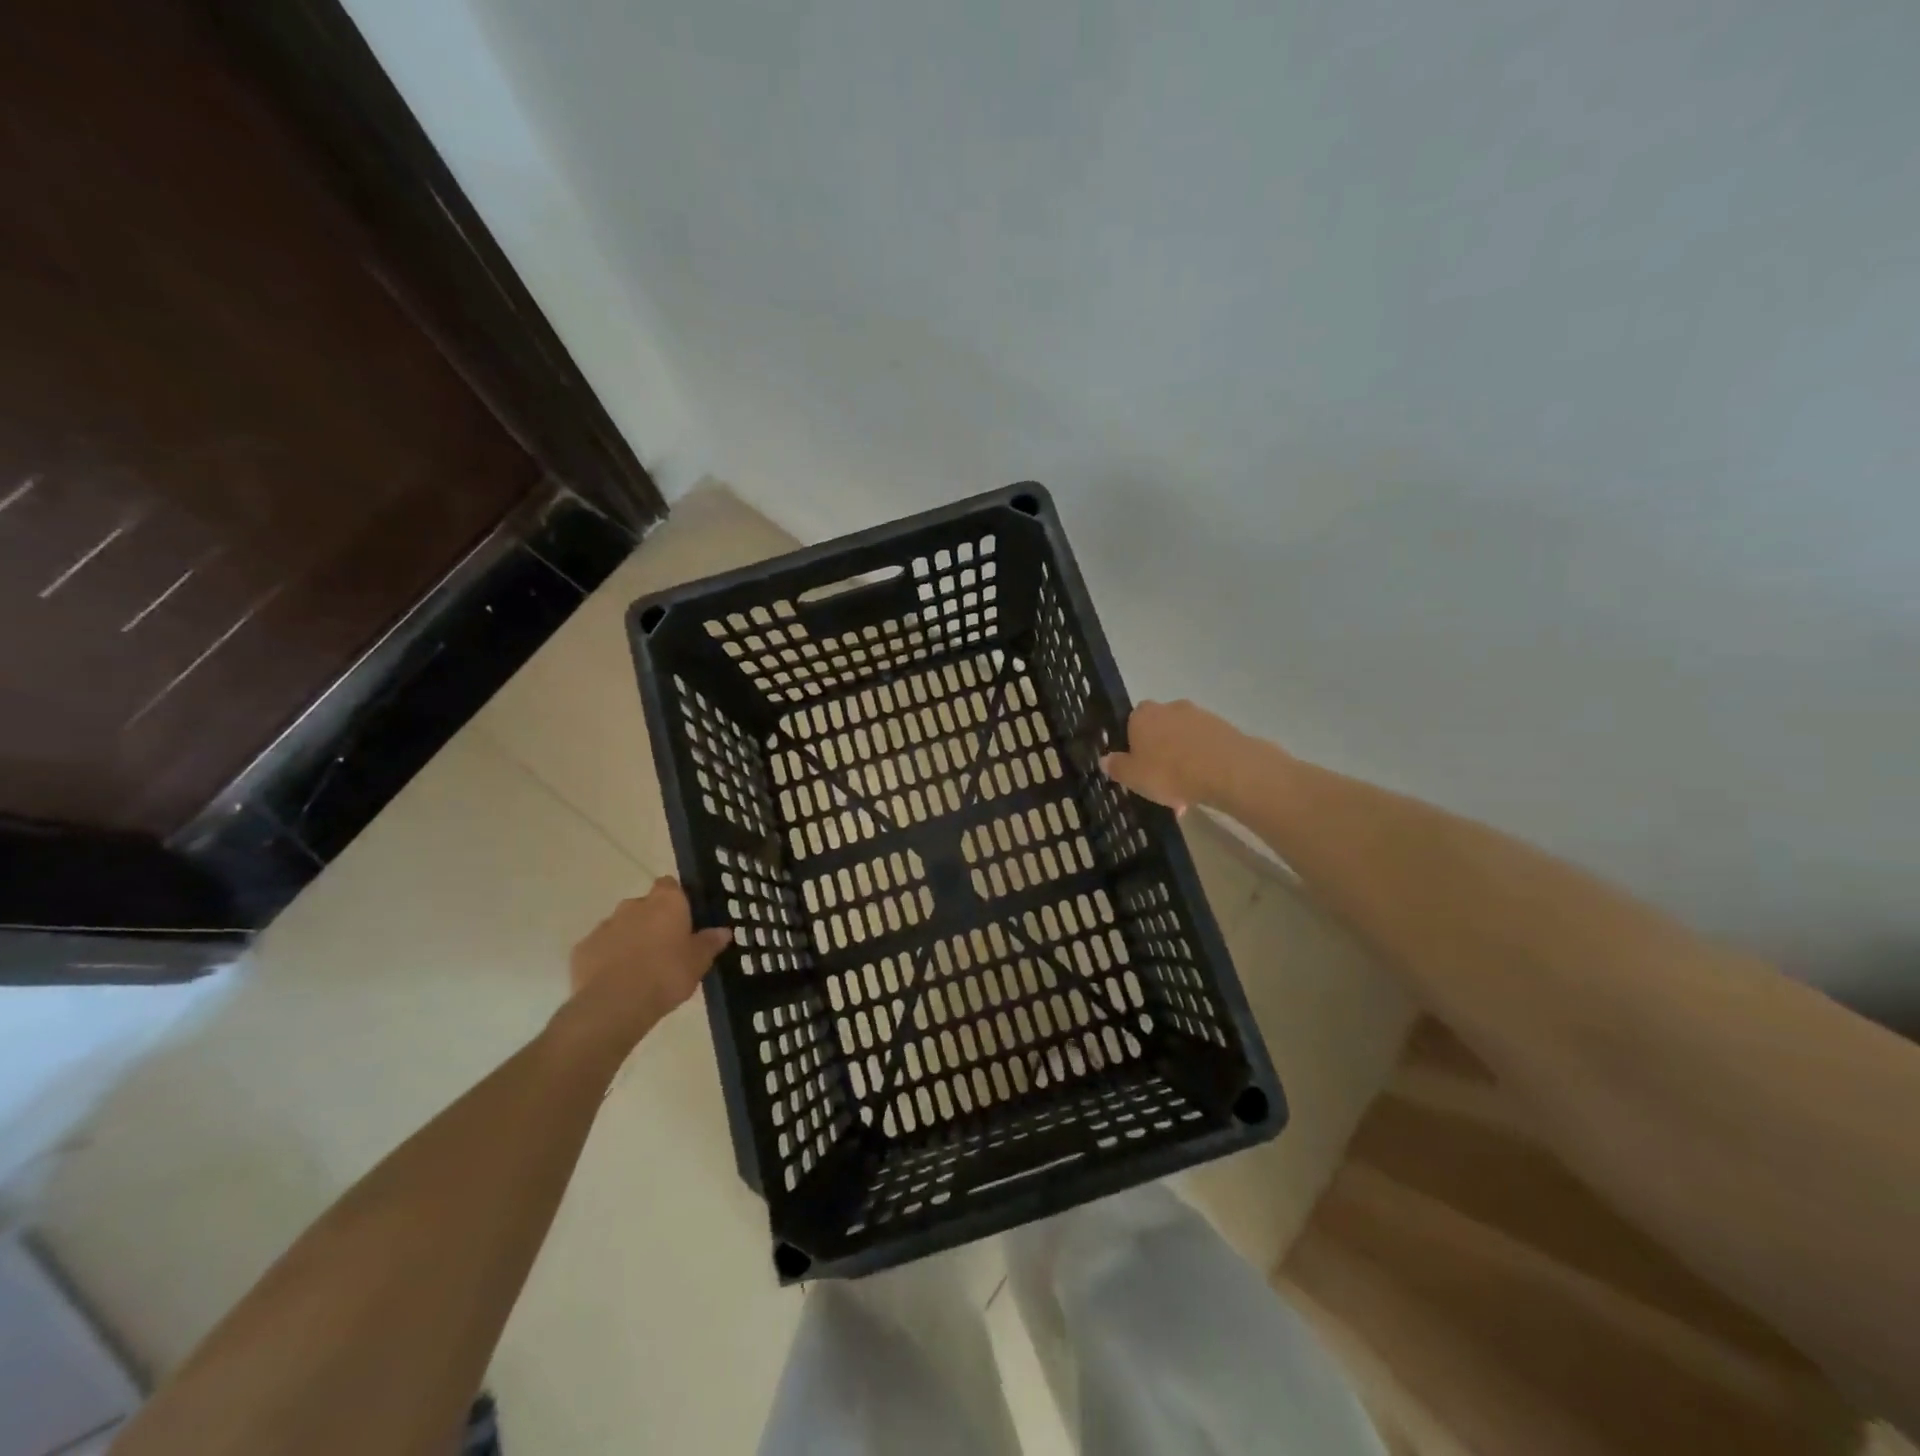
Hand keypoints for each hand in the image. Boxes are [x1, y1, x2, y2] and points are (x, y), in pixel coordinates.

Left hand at [555, 877, 731, 1057]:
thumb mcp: (698, 962)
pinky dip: (607, 958)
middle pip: (644, 905)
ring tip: (640, 968)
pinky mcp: (582, 949)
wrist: (616, 1004)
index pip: (670, 885)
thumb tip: (724, 931)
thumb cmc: (667, 975)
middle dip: (652, 921)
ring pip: (621, 926)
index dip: (676, 899)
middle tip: (665, 947)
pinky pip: (600, 948)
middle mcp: (634, 905)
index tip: (682, 918)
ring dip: (629, 939)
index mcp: (666, 902)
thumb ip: (709, 943)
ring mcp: (605, 926)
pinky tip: (616, 980)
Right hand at [1101, 700, 1255, 812]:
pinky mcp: (1223, 727)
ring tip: (1186, 792)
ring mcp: (1199, 715)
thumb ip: (1117, 767)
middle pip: (1159, 729)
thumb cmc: (1169, 772)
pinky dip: (1202, 762)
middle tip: (1161, 782)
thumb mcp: (1133, 777)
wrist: (1226, 770)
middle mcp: (1169, 708)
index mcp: (1142, 716)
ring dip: (1182, 759)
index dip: (1133, 744)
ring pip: (1183, 739)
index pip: (1131, 722)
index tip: (1137, 766)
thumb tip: (1105, 759)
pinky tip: (1205, 786)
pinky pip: (1205, 745)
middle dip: (1160, 751)